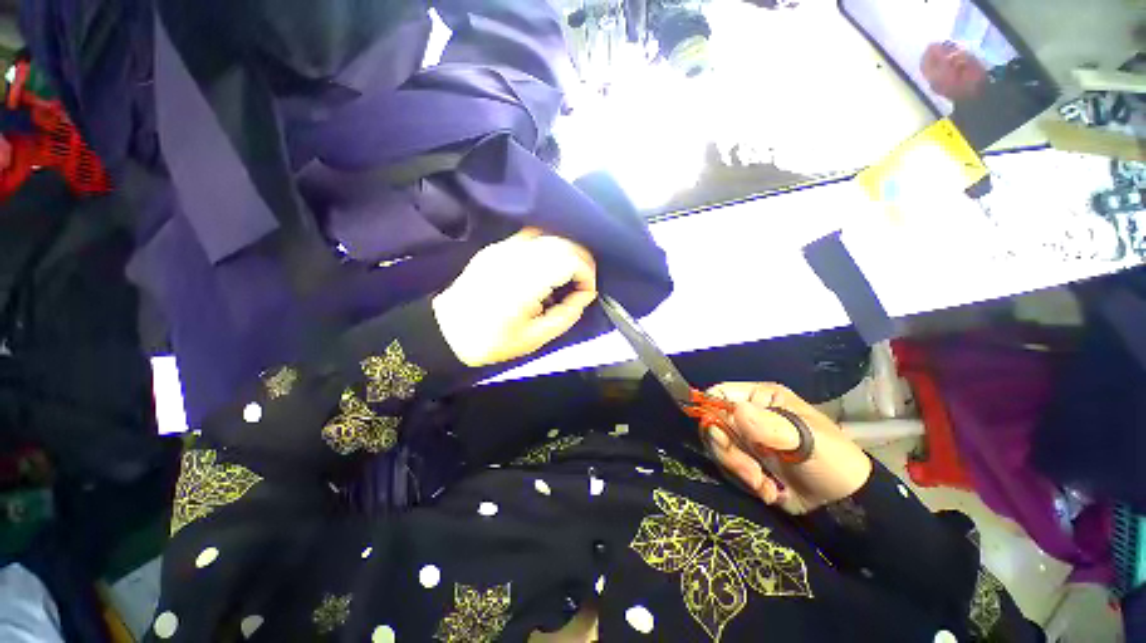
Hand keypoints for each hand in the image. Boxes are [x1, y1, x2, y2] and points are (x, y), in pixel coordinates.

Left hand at [433, 228, 597, 366]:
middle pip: (562, 242)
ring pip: (549, 234)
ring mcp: (503, 248)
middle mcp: (514, 257)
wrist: (448, 330)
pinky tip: (549, 264)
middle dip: (582, 260)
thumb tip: (584, 294)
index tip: (586, 293)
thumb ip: (567, 314)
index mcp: (524, 282)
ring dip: (567, 250)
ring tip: (570, 273)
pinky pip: (532, 236)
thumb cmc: (493, 340)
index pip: (569, 260)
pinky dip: (549, 245)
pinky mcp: (497, 247)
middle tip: (583, 282)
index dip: (586, 274)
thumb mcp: (536, 338)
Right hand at [704, 383, 872, 514]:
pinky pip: (727, 468)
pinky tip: (769, 490)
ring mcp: (744, 440)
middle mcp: (746, 416)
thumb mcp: (806, 440)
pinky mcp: (744, 462)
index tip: (720, 434)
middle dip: (728, 450)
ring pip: (718, 448)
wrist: (844, 503)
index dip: (710, 409)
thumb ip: (771, 425)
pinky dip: (745, 482)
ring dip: (738, 469)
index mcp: (760, 399)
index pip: (719, 393)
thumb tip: (737, 410)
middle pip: (713, 423)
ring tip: (764, 484)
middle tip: (750, 471)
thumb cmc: (831, 459)